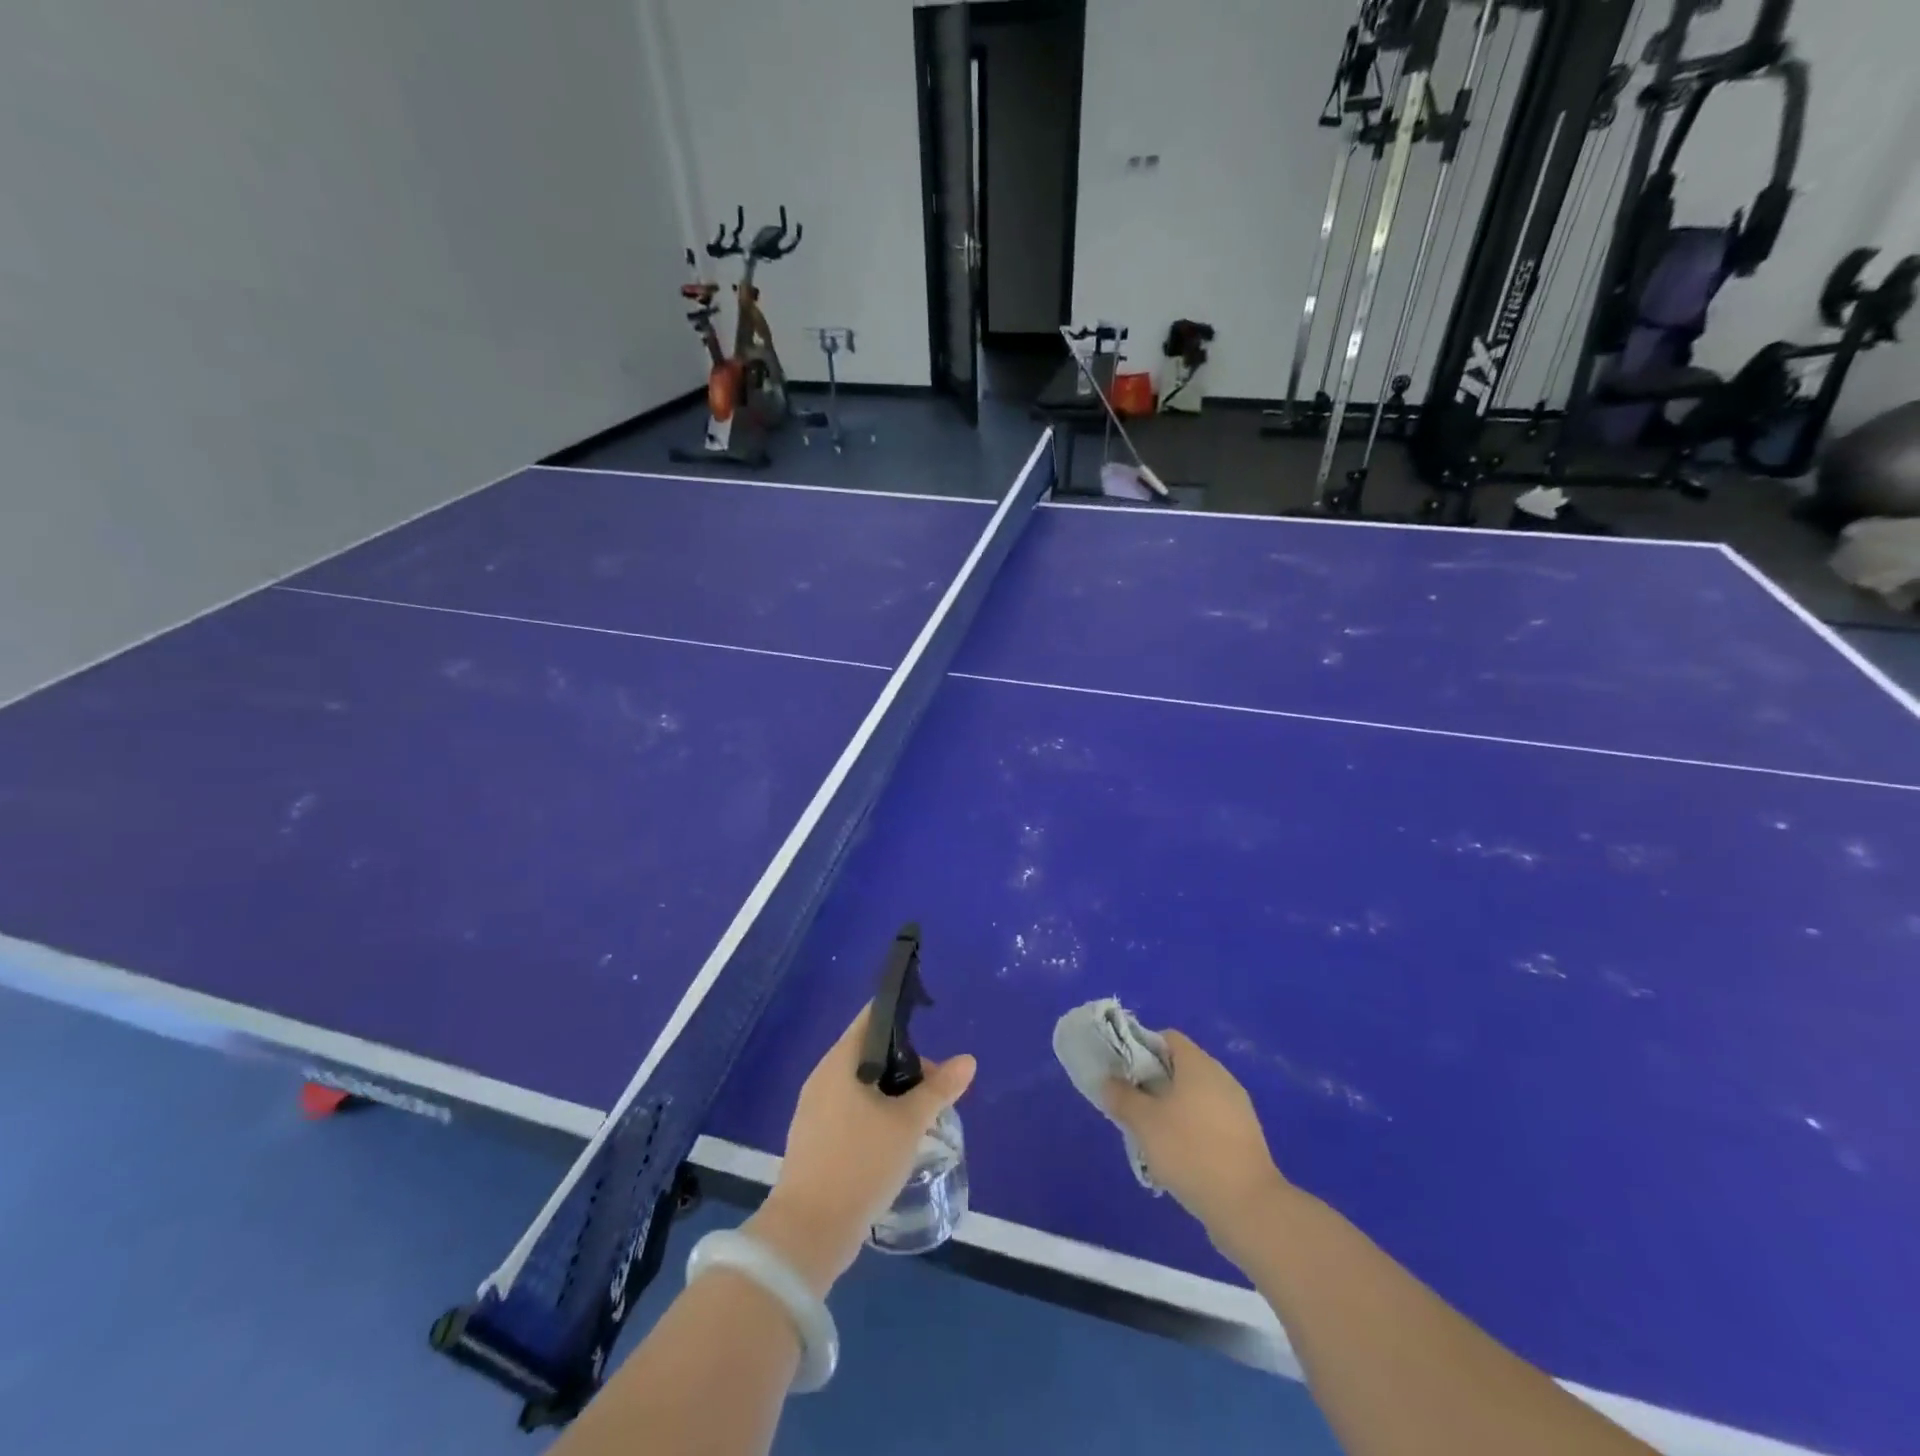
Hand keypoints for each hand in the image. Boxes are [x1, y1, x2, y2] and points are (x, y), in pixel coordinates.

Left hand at [750, 1005, 976, 1295]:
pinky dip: (874, 1114)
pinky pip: (849, 1110)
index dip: (902, 1015)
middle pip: (869, 1053)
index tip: (931, 1026)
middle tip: (935, 1089)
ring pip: (860, 1085)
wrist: (809, 1232)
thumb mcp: (909, 1124)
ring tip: (920, 1117)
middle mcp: (822, 1077)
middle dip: (905, 1065)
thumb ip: (939, 1089)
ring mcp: (814, 1110)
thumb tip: (968, 1060)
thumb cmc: (861, 1163)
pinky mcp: (814, 1140)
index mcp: (840, 1061)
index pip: (872, 1018)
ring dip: (891, 1094)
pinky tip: (894, 1140)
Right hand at [1103, 1030, 1289, 1252]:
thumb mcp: (1145, 1123)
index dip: (1142, 1048)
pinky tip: (1179, 1157)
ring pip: (1195, 1096)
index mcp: (1198, 1064)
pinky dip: (1192, 1130)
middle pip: (1181, 1067)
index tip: (1125, 1073)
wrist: (1248, 1206)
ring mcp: (1237, 1108)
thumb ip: (1122, 1097)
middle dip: (1154, 1083)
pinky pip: (1210, 1121)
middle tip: (1133, 1106)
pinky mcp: (1245, 1137)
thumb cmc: (1191, 1151)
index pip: (1167, 1038)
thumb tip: (1109, 1082)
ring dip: (1172, 1109)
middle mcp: (1221, 1077)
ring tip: (1152, 1136)